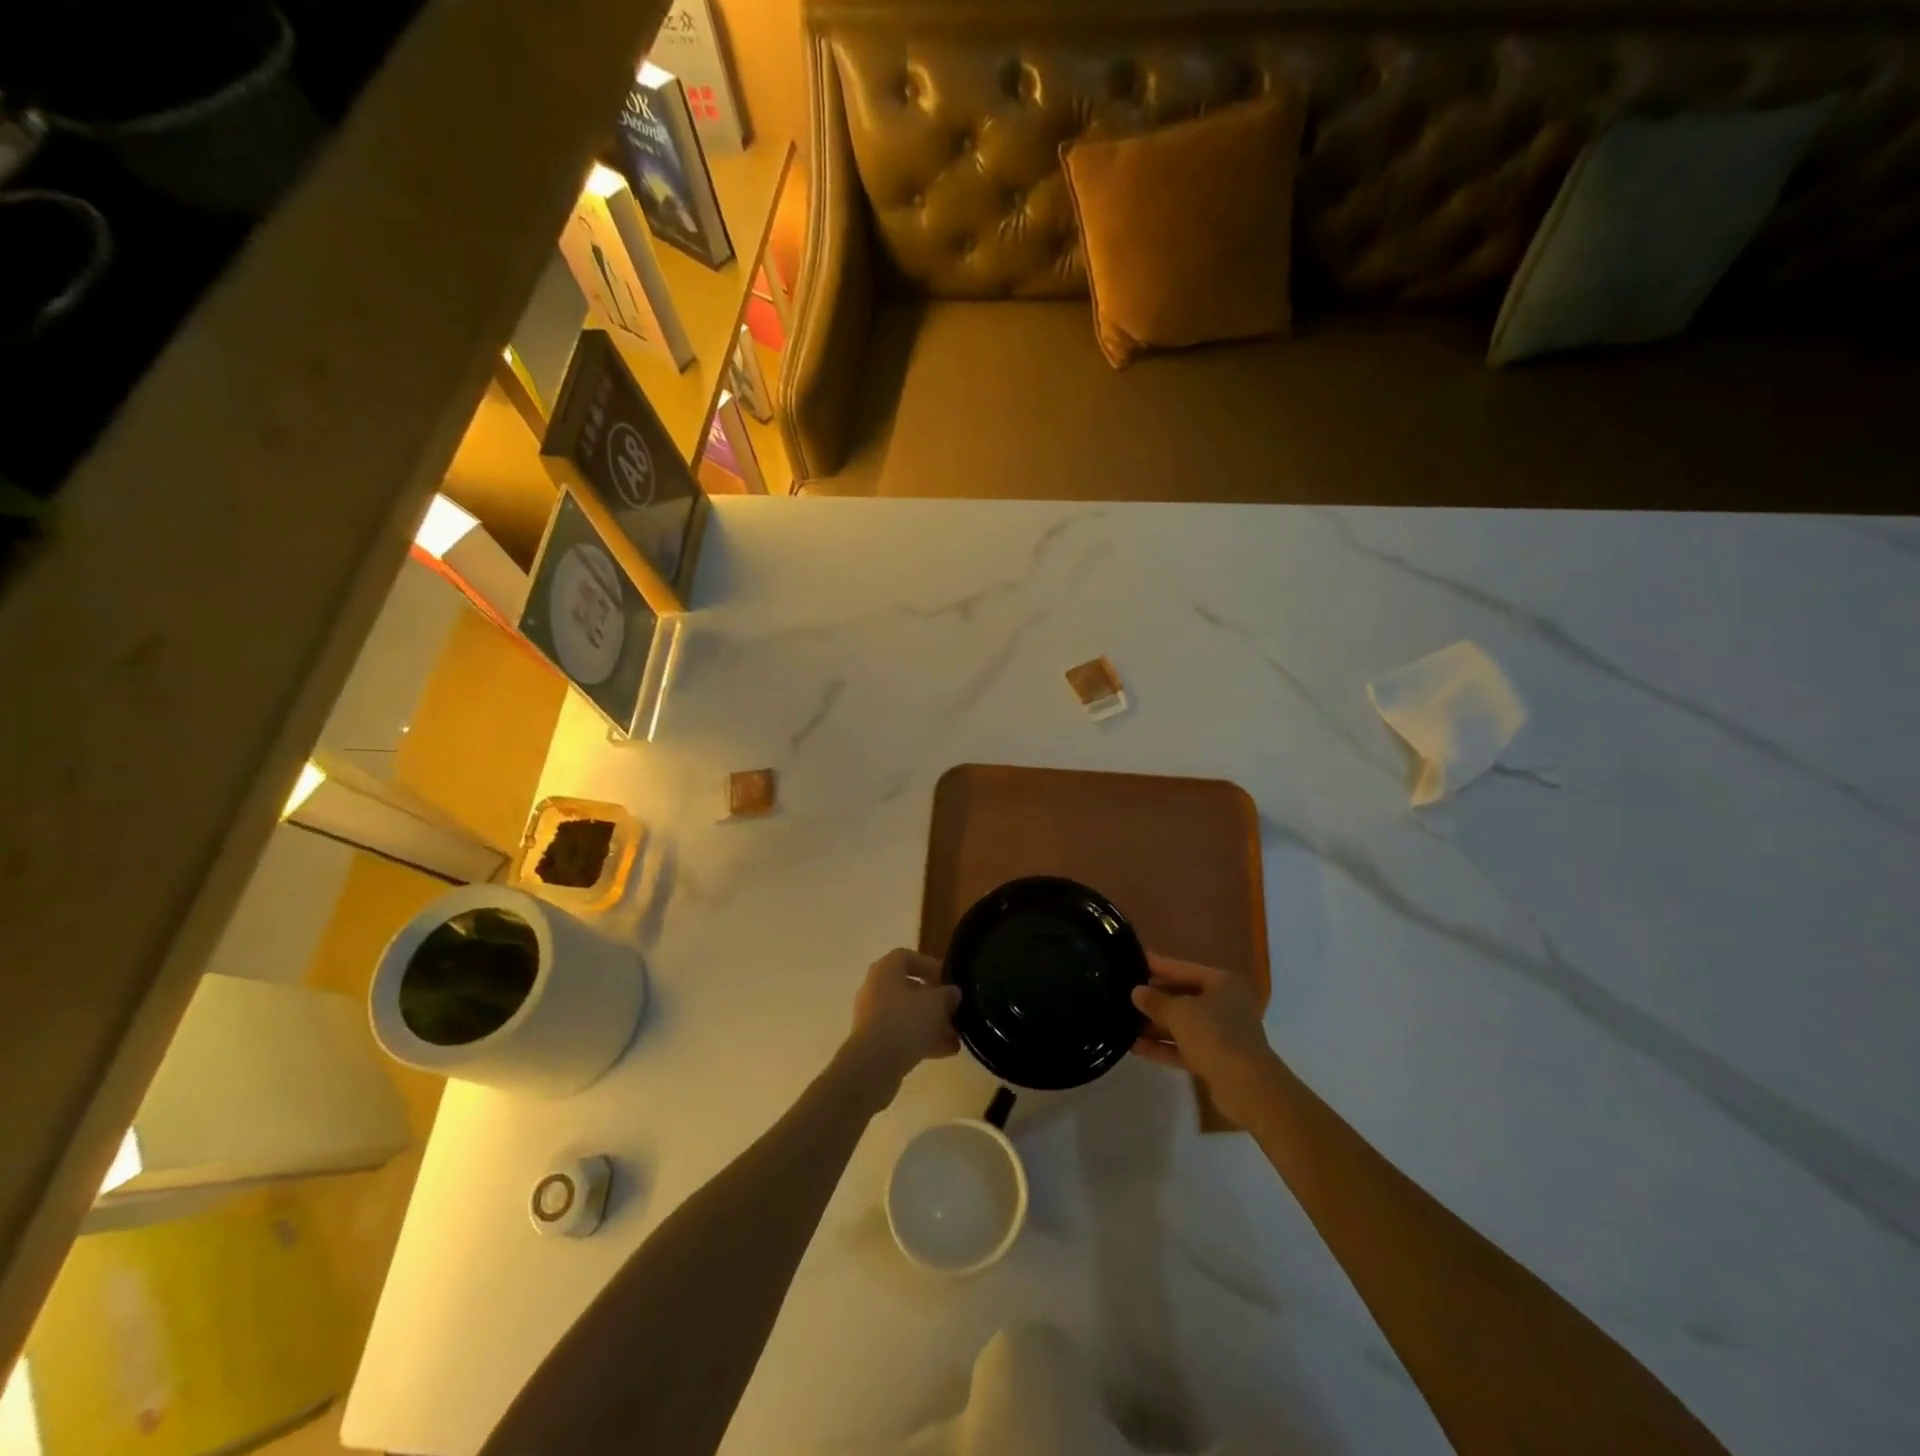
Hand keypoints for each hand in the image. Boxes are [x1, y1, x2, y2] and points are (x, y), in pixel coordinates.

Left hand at [841, 949, 961, 1105]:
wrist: (873, 1066)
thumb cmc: (905, 1022)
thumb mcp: (936, 1004)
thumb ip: (948, 995)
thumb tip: (953, 992)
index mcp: (885, 970)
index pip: (907, 957)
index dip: (929, 965)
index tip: (948, 980)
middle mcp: (875, 989)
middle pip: (908, 988)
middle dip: (934, 1001)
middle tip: (954, 1011)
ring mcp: (872, 1017)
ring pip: (907, 1015)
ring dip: (932, 1024)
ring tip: (956, 1037)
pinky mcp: (874, 1043)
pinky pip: (901, 1035)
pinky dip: (922, 1040)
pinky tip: (947, 1052)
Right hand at [1132, 952, 1282, 1126]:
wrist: (1247, 1087)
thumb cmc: (1214, 1035)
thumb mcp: (1179, 1013)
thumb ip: (1155, 1001)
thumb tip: (1136, 992)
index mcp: (1221, 983)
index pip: (1182, 969)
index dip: (1157, 965)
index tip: (1132, 959)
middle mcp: (1223, 1004)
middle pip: (1182, 996)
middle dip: (1154, 999)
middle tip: (1122, 995)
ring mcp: (1221, 1033)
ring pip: (1182, 1024)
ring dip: (1154, 1025)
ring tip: (1123, 1023)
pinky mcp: (1215, 1059)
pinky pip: (1184, 1047)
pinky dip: (1163, 1046)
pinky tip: (1135, 1048)